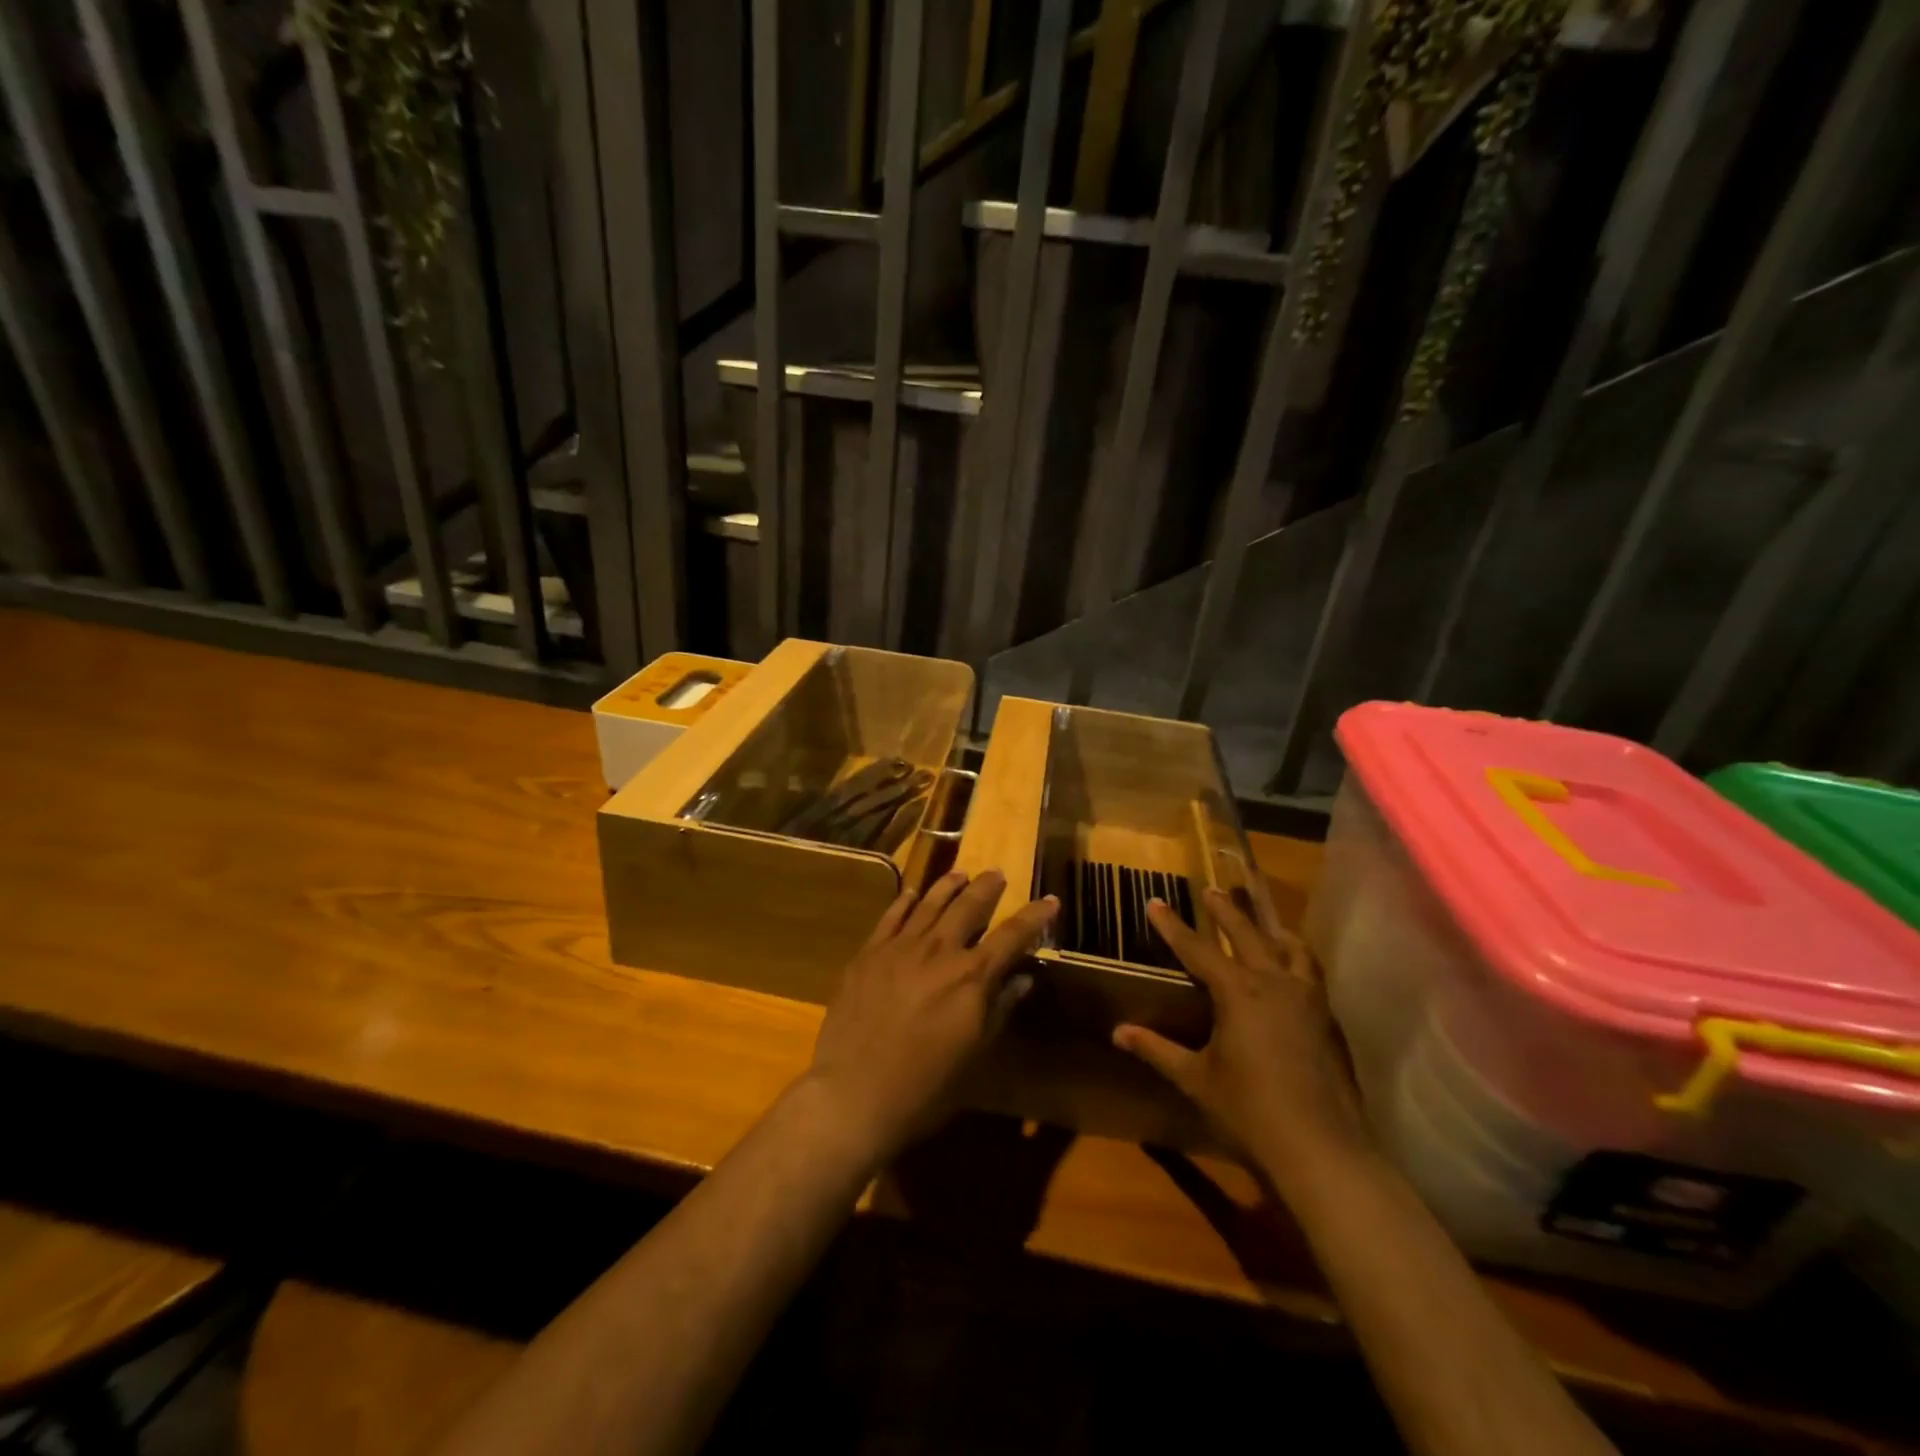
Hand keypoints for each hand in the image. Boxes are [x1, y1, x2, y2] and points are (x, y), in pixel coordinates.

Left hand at [804, 870, 1057, 1168]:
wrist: (853, 1093)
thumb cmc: (924, 1087)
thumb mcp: (974, 1055)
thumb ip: (999, 1009)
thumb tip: (1023, 979)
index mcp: (971, 977)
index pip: (1012, 936)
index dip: (1035, 916)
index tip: (1051, 900)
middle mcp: (939, 951)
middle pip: (968, 906)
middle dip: (987, 887)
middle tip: (996, 873)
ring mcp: (900, 947)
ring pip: (929, 903)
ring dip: (948, 885)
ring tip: (960, 873)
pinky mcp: (868, 953)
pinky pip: (891, 917)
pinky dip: (904, 901)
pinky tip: (911, 893)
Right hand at [1113, 889, 1369, 1187]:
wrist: (1321, 1150)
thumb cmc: (1250, 1111)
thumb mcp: (1195, 1078)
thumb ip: (1157, 1050)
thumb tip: (1117, 1033)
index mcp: (1238, 992)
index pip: (1197, 949)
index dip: (1173, 926)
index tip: (1155, 901)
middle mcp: (1275, 984)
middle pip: (1248, 934)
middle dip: (1226, 911)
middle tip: (1211, 889)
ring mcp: (1308, 1000)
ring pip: (1291, 949)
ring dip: (1272, 930)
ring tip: (1264, 921)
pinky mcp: (1328, 1021)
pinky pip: (1311, 974)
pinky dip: (1298, 959)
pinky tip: (1293, 970)